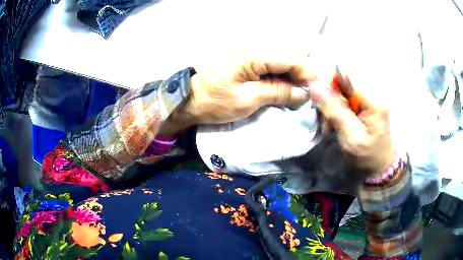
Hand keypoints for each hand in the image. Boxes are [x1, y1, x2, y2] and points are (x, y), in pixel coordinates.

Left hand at [176, 60, 313, 124]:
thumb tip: (302, 94)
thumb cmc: (215, 101)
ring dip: (293, 82)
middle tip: (313, 97)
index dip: (306, 72)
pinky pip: (271, 74)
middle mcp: (255, 55)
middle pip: (286, 62)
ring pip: (280, 69)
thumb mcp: (247, 99)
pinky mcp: (248, 71)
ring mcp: (251, 63)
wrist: (191, 102)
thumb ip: (276, 93)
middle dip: (302, 78)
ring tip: (303, 98)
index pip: (289, 59)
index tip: (319, 88)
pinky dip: (281, 84)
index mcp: (254, 58)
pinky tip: (287, 94)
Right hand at [310, 74, 394, 176]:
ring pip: (343, 93)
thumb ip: (334, 110)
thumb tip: (314, 85)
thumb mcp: (350, 137)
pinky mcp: (367, 104)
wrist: (380, 167)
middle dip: (331, 101)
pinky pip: (347, 100)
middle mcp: (373, 94)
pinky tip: (337, 125)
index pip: (345, 76)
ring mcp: (371, 99)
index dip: (330, 86)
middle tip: (327, 123)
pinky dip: (339, 111)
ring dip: (333, 108)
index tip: (321, 104)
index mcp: (373, 100)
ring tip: (331, 127)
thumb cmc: (367, 156)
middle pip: (344, 84)